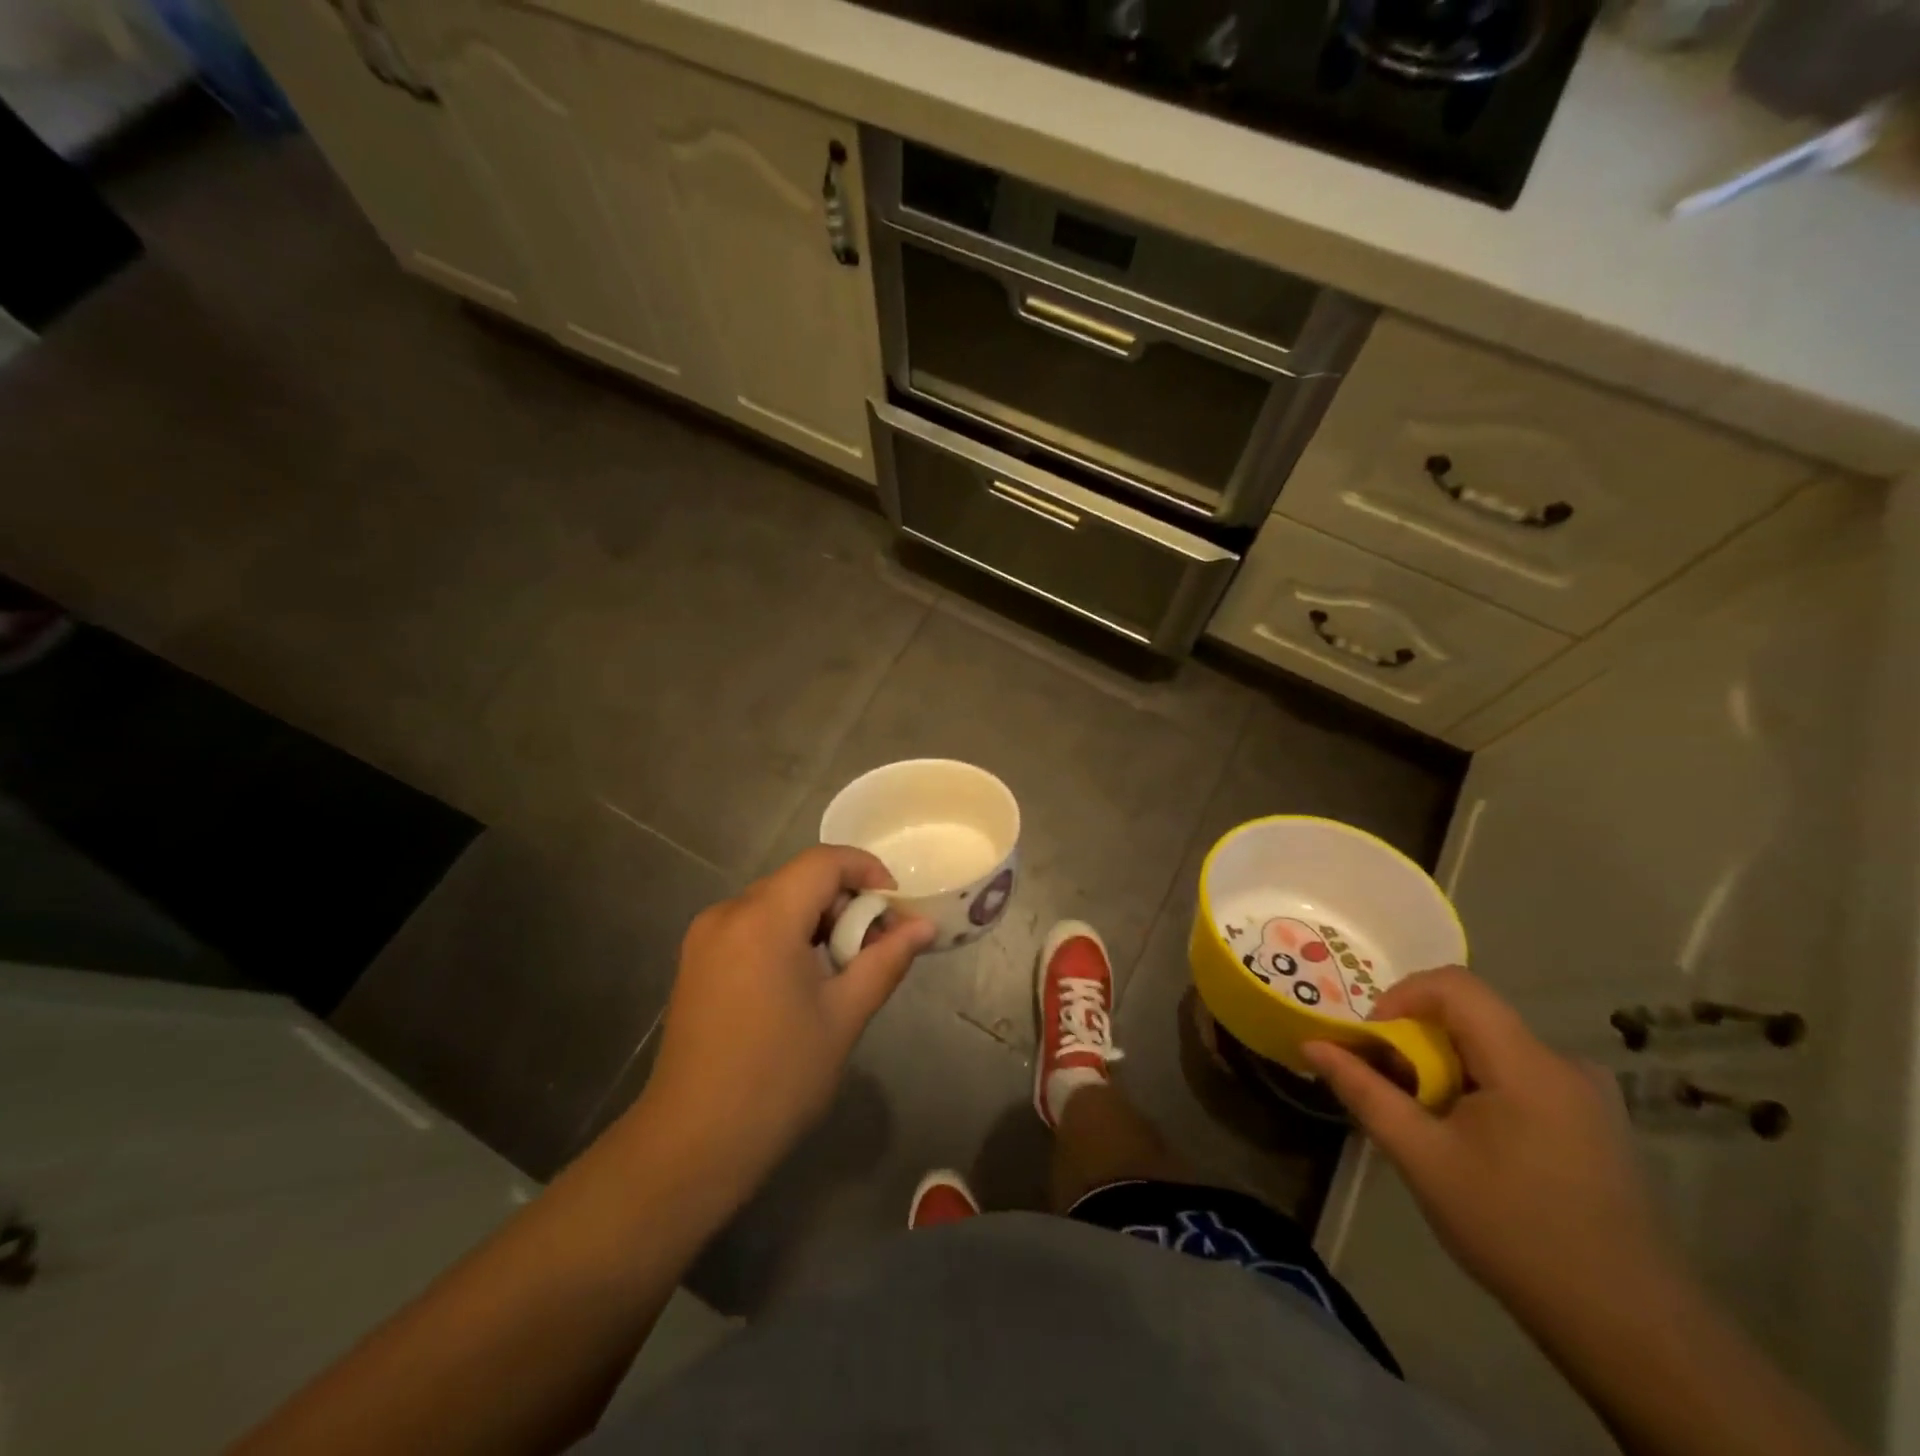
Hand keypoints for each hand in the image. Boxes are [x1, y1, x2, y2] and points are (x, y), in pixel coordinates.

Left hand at [640, 846, 934, 1182]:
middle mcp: (728, 913)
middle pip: (799, 879)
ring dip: (816, 919)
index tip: (896, 907)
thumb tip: (923, 926)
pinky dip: (786, 935)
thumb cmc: (778, 1078)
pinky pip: (752, 925)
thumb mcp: (844, 1016)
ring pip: (775, 901)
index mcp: (763, 918)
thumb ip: (886, 960)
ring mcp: (705, 937)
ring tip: (842, 968)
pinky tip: (802, 980)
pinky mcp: (696, 961)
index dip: (867, 870)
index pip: (823, 862)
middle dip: (845, 901)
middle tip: (876, 945)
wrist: (693, 1144)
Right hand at [1305, 967, 1677, 1328]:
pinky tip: (1474, 1145)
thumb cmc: (1514, 1231)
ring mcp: (1587, 1095)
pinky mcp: (1595, 1123)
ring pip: (1494, 1049)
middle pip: (1472, 1017)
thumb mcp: (1422, 1158)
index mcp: (1527, 1063)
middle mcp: (1563, 1063)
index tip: (1375, 1042)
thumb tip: (1312, 1046)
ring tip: (1428, 1124)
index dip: (1401, 997)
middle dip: (1418, 1041)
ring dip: (1447, 1068)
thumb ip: (1364, 1092)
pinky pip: (1520, 1076)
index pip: (1454, 986)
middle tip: (1392, 1090)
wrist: (1630, 1329)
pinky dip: (1479, 1088)